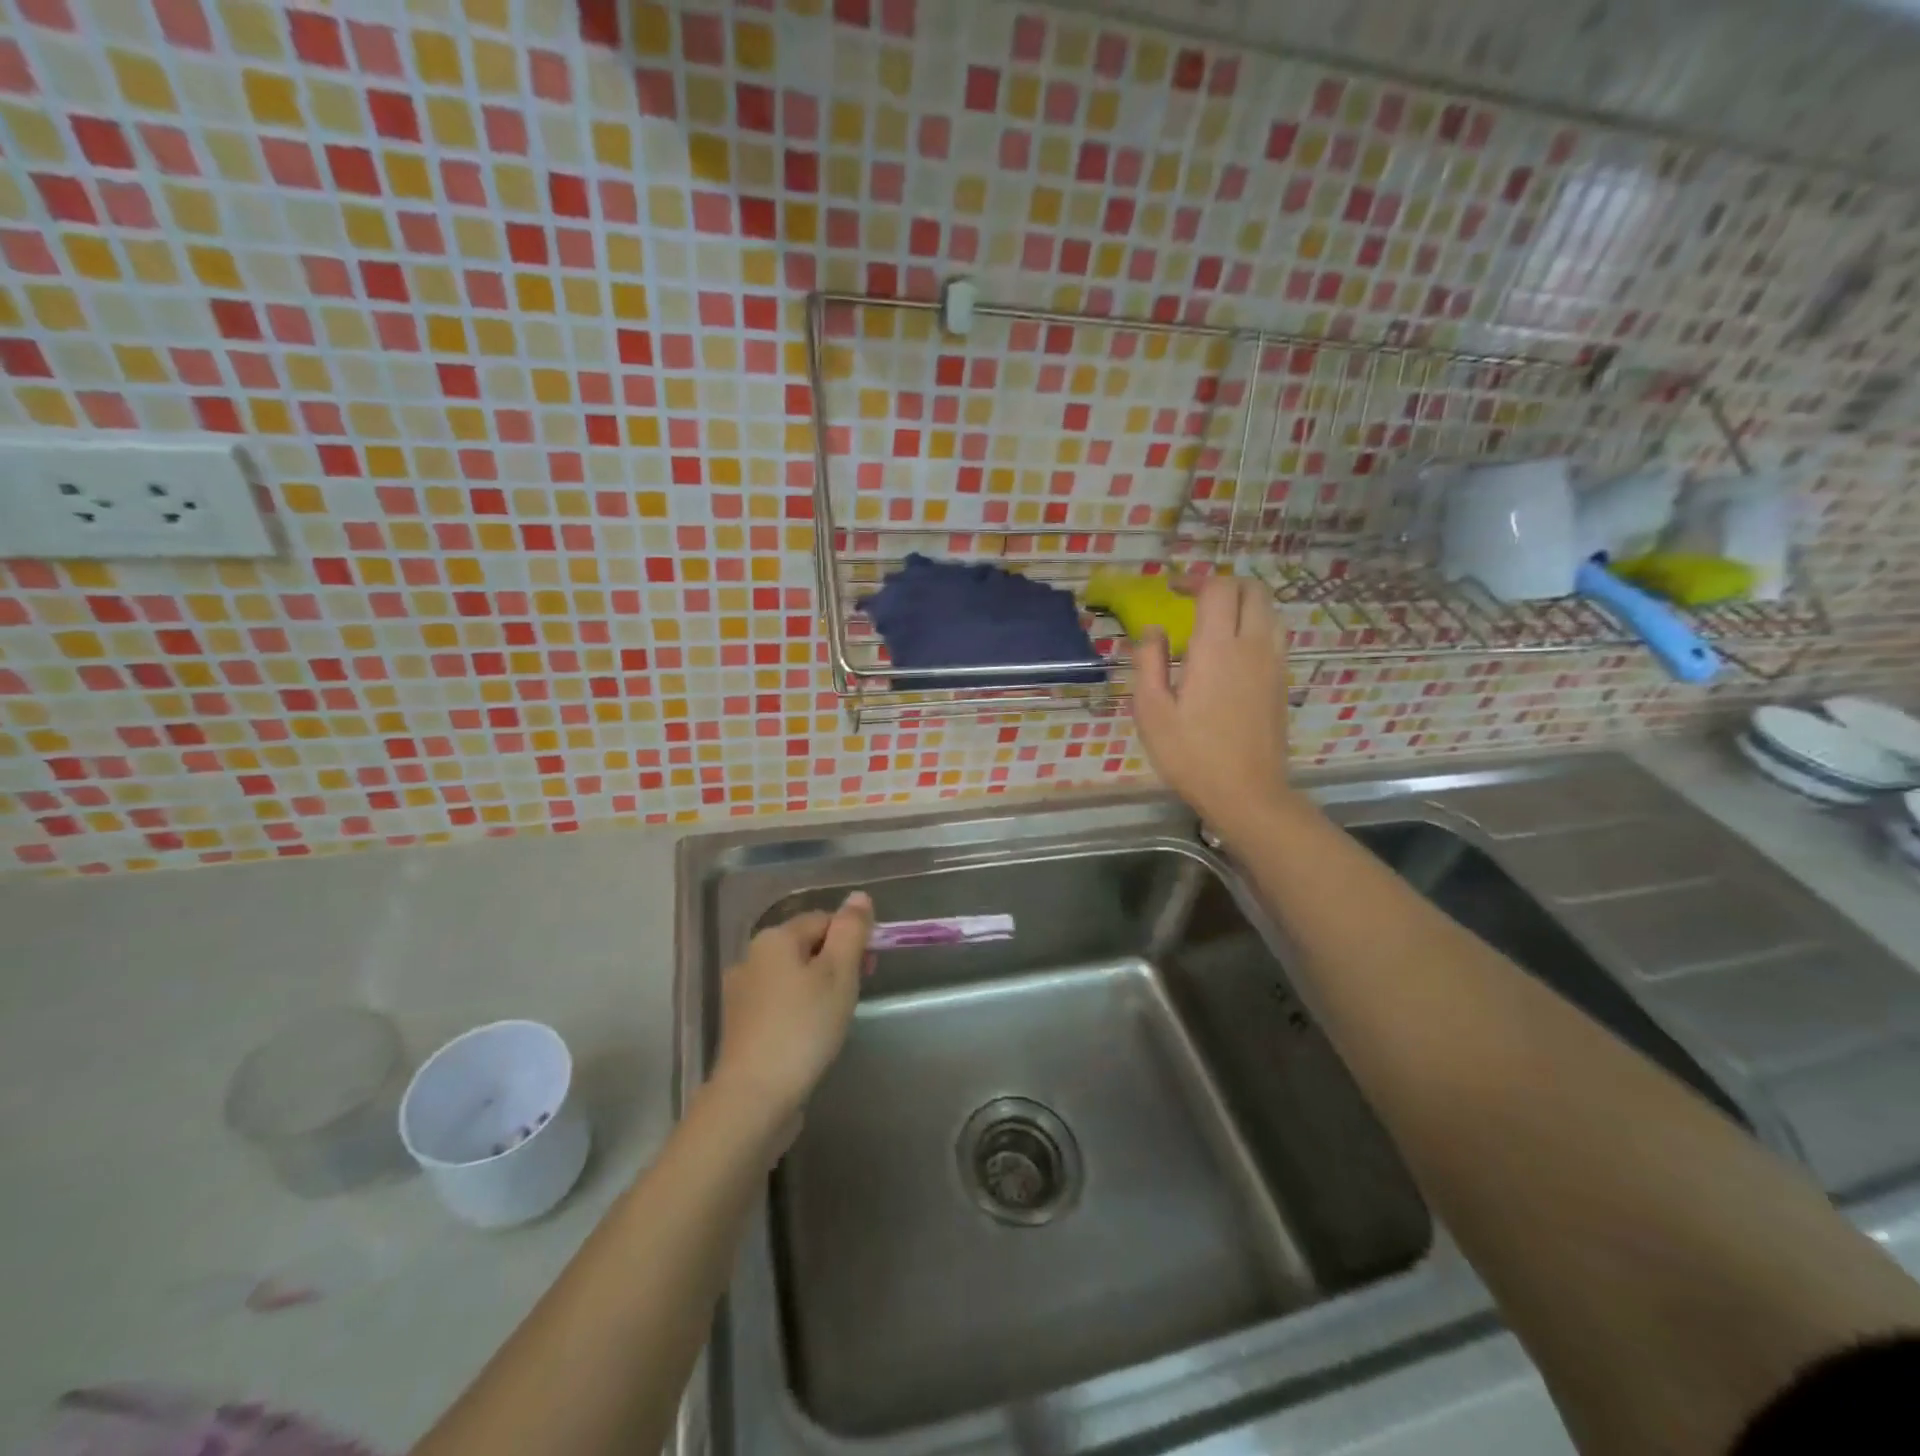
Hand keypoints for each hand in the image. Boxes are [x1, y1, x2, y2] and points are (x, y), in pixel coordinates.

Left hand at [711, 892, 873, 1133]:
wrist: (754, 1096)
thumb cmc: (804, 1027)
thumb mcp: (839, 973)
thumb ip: (851, 931)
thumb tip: (858, 896)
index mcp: (774, 938)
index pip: (823, 920)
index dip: (852, 939)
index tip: (869, 969)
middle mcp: (751, 958)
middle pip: (806, 946)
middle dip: (836, 964)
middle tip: (856, 993)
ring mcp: (741, 993)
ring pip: (792, 977)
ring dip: (818, 988)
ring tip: (836, 1018)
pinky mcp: (740, 1026)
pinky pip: (778, 1004)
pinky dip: (798, 1011)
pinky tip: (810, 1036)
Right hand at [1133, 576, 1292, 836]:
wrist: (1248, 793)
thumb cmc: (1191, 755)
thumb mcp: (1152, 711)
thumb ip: (1149, 663)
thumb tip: (1152, 632)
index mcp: (1217, 648)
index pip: (1218, 589)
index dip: (1195, 580)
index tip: (1173, 590)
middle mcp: (1253, 645)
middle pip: (1252, 590)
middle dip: (1223, 585)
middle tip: (1195, 599)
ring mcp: (1274, 663)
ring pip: (1268, 610)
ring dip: (1243, 604)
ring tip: (1214, 621)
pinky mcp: (1282, 682)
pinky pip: (1273, 635)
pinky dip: (1253, 626)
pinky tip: (1230, 652)